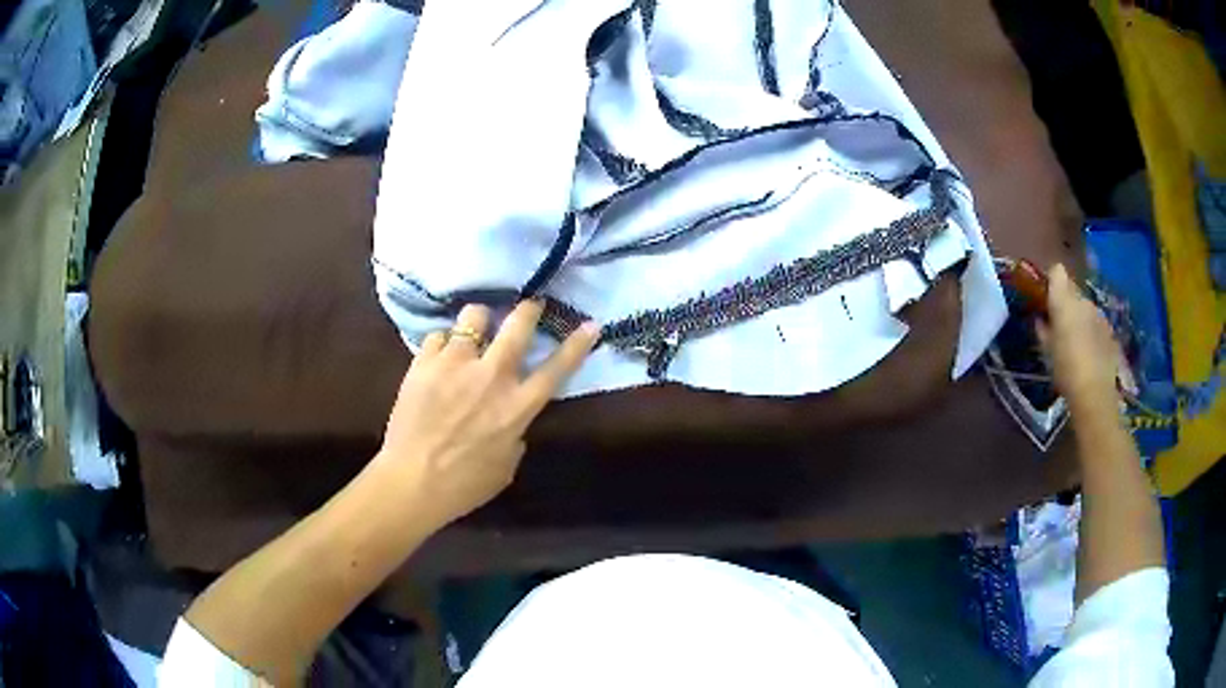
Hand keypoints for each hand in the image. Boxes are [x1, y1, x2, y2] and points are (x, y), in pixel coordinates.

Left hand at [375, 301, 598, 528]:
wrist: (411, 481)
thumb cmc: (464, 485)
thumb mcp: (505, 466)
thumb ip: (515, 433)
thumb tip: (511, 419)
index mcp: (517, 407)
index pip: (556, 369)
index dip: (576, 345)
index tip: (590, 324)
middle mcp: (491, 377)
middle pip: (517, 326)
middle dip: (528, 309)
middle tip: (530, 304)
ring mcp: (454, 364)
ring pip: (473, 316)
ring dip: (478, 321)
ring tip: (472, 330)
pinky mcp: (423, 362)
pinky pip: (438, 335)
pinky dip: (442, 343)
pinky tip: (438, 356)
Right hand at [1036, 264, 1120, 414]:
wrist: (1094, 393)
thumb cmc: (1065, 370)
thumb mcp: (1046, 351)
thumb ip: (1042, 329)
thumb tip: (1040, 319)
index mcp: (1065, 301)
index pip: (1057, 272)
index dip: (1051, 281)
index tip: (1045, 298)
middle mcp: (1083, 300)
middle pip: (1073, 291)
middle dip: (1066, 304)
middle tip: (1059, 326)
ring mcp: (1099, 314)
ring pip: (1086, 308)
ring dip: (1080, 319)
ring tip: (1076, 343)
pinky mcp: (1110, 331)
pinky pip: (1097, 324)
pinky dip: (1092, 332)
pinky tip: (1089, 353)